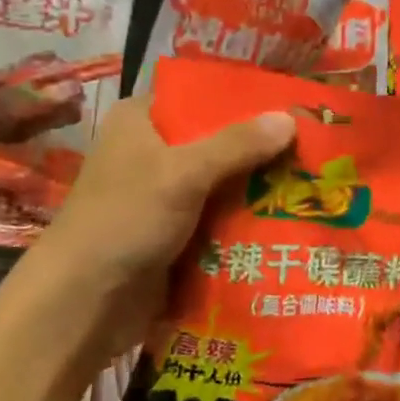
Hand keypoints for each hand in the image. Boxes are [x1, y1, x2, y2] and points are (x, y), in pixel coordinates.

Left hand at [14, 96, 295, 368]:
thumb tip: (291, 118)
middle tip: (316, 148)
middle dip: (263, 148)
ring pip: (224, 181)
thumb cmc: (124, 221)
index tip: (294, 106)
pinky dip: (247, 218)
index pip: (202, 96)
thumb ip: (238, 145)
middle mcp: (152, 151)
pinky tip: (290, 218)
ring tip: (315, 183)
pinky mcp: (175, 232)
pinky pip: (220, 216)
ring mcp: (164, 195)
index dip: (246, 99)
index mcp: (143, 120)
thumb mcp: (183, 174)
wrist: (82, 305)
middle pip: (219, 140)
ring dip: (260, 186)